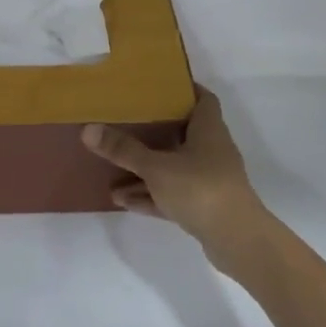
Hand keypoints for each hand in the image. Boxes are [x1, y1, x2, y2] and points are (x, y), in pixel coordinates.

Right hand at [80, 88, 269, 255]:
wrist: (237, 240)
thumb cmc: (200, 189)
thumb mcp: (156, 167)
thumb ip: (124, 150)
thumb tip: (88, 129)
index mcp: (209, 131)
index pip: (203, 99)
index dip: (184, 89)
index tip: (158, 86)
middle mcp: (212, 151)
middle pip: (182, 134)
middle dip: (154, 131)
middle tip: (125, 123)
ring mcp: (209, 180)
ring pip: (173, 168)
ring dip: (146, 170)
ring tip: (112, 171)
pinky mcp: (203, 207)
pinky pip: (171, 194)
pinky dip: (150, 195)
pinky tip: (123, 200)